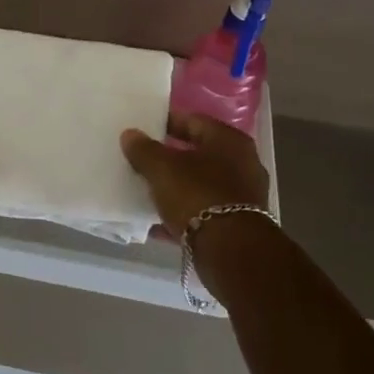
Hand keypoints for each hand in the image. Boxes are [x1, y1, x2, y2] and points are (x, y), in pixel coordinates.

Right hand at [120, 112, 270, 239]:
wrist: (231, 253)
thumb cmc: (197, 195)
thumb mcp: (162, 168)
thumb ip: (143, 149)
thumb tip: (130, 134)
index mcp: (228, 140)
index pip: (192, 121)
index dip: (166, 123)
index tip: (143, 129)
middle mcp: (242, 163)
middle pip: (197, 154)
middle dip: (169, 158)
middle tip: (142, 159)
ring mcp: (243, 196)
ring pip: (200, 185)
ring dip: (175, 188)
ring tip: (146, 191)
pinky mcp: (238, 226)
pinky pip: (203, 212)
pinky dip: (182, 214)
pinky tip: (157, 223)